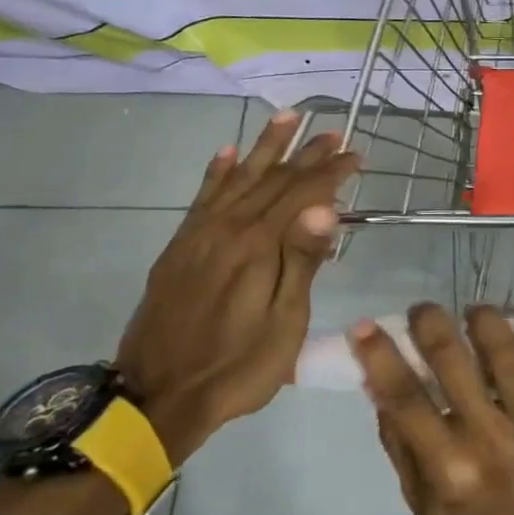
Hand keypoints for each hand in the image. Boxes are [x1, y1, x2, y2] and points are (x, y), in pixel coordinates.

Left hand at [117, 112, 357, 465]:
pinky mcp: (180, 248)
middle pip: (272, 180)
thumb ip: (302, 261)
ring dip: (264, 147)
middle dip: (305, 153)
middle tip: (333, 132)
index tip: (356, 154)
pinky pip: (201, 198)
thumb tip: (325, 207)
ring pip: (237, 178)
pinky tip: (226, 154)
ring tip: (286, 118)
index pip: (302, 194)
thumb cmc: (238, 366)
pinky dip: (217, 173)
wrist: (158, 396)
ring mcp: (199, 236)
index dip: (330, 172)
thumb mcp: (284, 324)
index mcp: (258, 247)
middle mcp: (227, 229)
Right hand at [350, 304, 513, 514]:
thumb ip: (400, 443)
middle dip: (431, 325)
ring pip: (510, 359)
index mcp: (449, 467)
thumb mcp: (420, 504)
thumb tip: (378, 383)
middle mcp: (492, 441)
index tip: (365, 326)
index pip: (406, 396)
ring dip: (486, 323)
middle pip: (455, 364)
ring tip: (474, 311)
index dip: (381, 355)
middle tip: (424, 310)